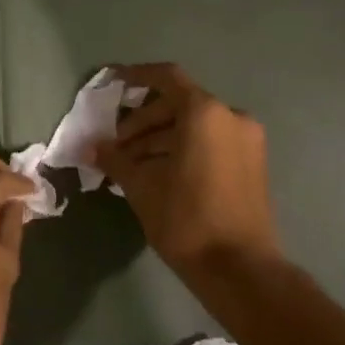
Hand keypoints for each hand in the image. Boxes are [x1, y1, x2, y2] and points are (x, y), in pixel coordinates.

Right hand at [96, 63, 280, 281]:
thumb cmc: (186, 219)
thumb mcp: (141, 186)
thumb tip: (92, 147)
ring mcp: (247, 140)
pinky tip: (158, 173)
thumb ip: (115, 159)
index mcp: (205, 113)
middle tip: (116, 145)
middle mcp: (231, 117)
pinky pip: (211, 142)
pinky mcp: (252, 163)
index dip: (136, 76)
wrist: (239, 268)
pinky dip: (183, 149)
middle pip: (178, 104)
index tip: (112, 84)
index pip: (166, 78)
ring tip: (131, 164)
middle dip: (143, 121)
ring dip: (161, 138)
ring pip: (194, 126)